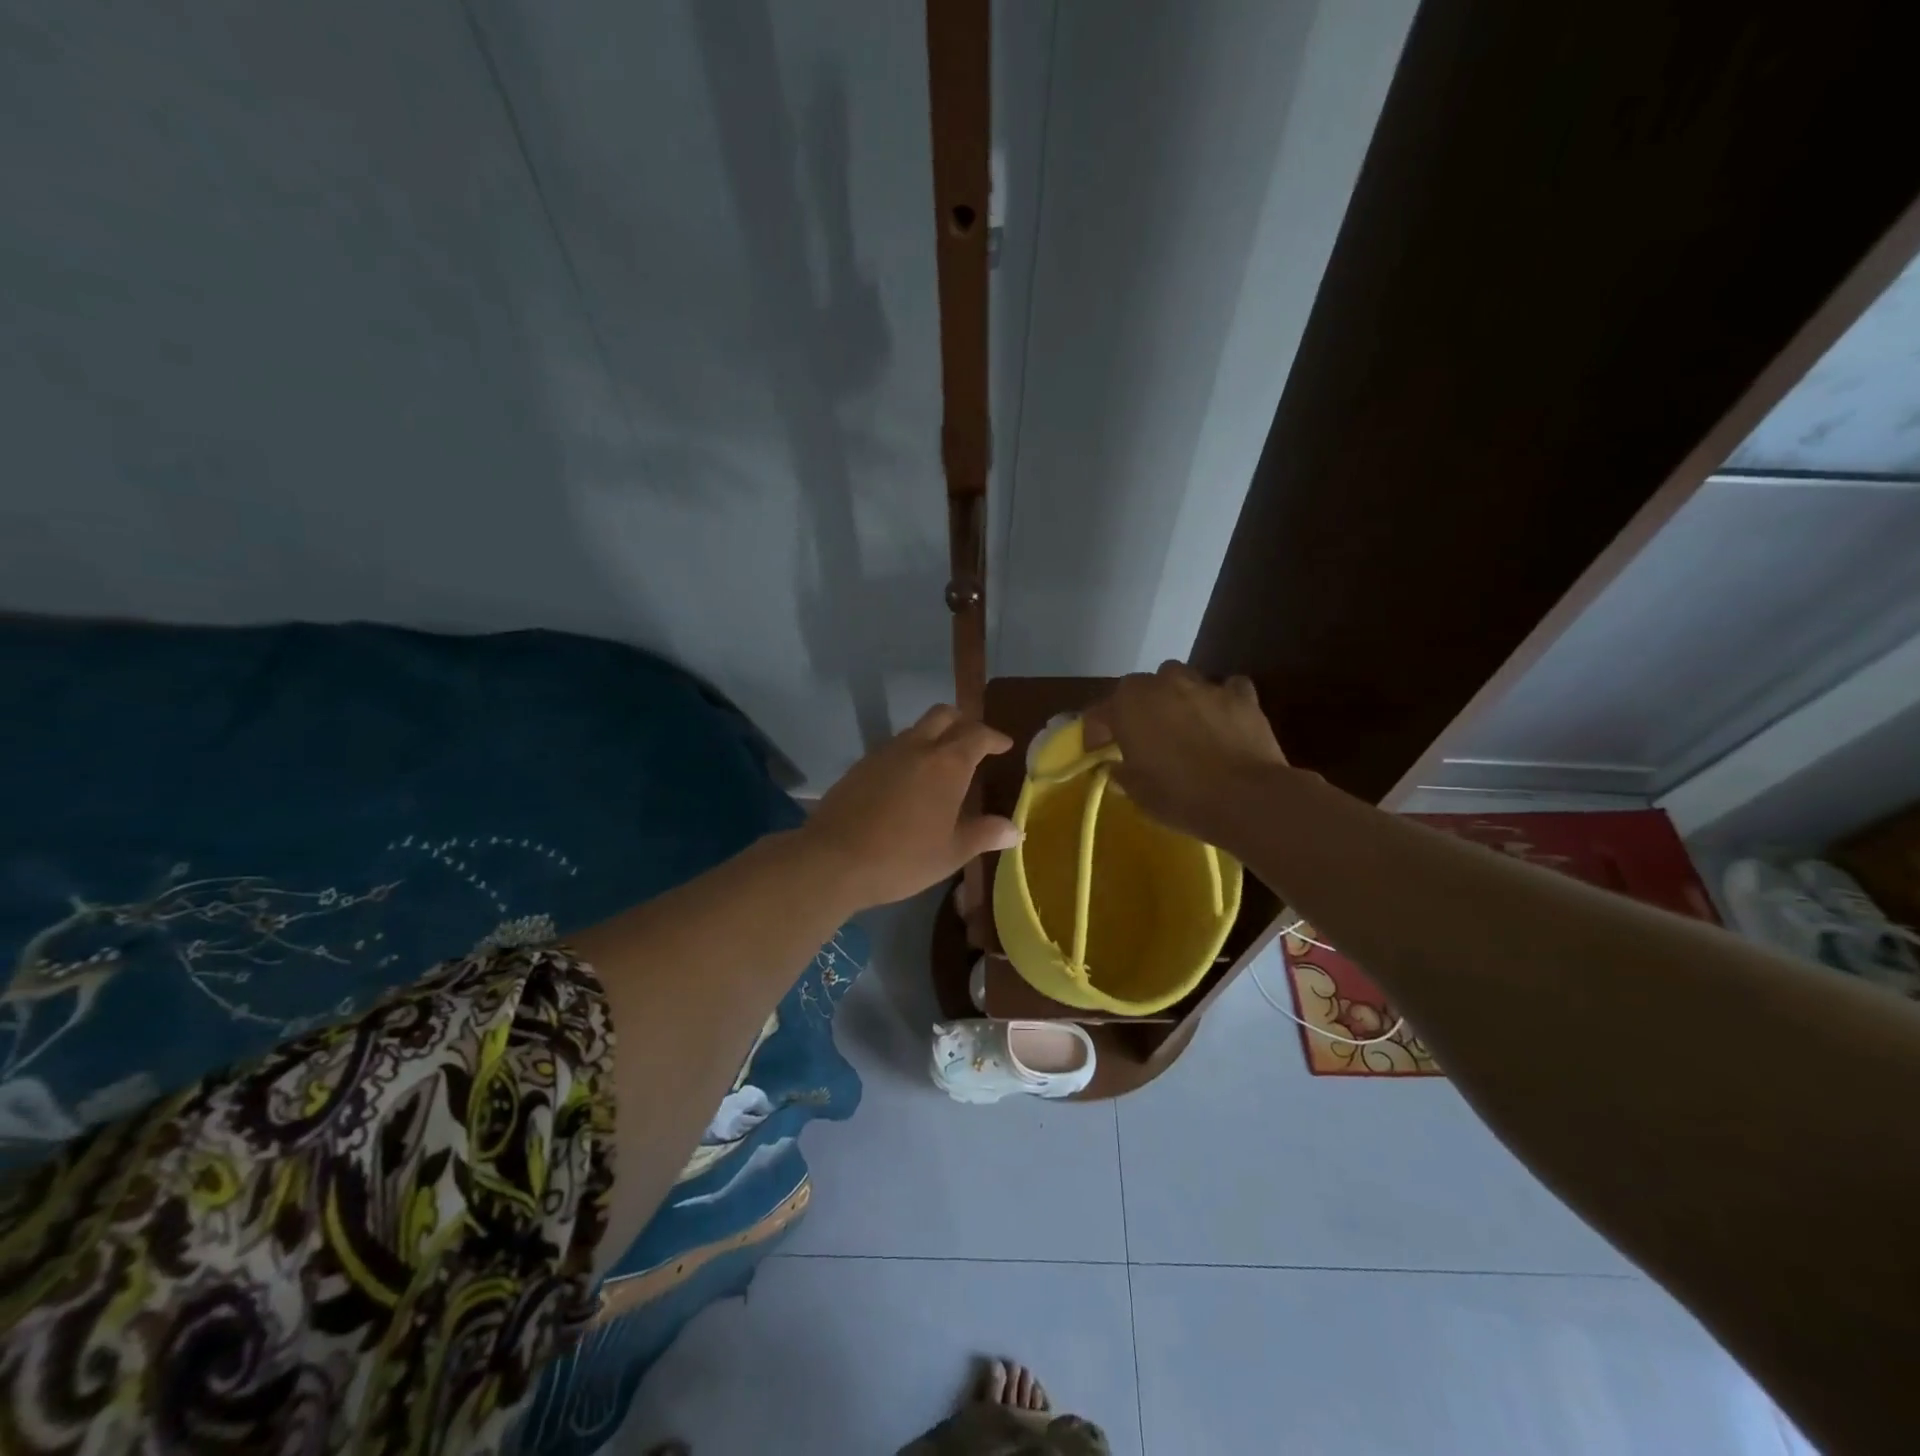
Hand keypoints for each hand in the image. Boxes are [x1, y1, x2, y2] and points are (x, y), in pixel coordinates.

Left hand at [803, 705, 1020, 910]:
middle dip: (962, 722)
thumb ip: (985, 834)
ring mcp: (884, 753)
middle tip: (974, 742)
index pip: (977, 735)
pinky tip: (908, 782)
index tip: (1004, 745)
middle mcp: (916, 747)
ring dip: (933, 736)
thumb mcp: (951, 852)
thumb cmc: (903, 857)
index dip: (994, 737)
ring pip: (915, 729)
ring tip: (941, 764)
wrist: (834, 859)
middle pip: (943, 715)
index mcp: (946, 764)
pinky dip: (909, 753)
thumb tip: (1015, 829)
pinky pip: (893, 748)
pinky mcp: (860, 765)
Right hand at [1082, 662, 1288, 843]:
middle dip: (1138, 707)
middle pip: (1141, 686)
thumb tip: (1117, 767)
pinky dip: (1222, 699)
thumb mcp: (1137, 793)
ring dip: (1177, 696)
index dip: (1096, 732)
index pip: (1100, 712)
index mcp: (1129, 704)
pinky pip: (1227, 688)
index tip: (1098, 752)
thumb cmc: (1179, 796)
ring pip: (1182, 678)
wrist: (1245, 798)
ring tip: (1182, 723)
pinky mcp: (1242, 696)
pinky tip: (1223, 717)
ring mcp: (1205, 686)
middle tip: (1143, 736)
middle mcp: (1163, 684)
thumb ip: (1122, 773)